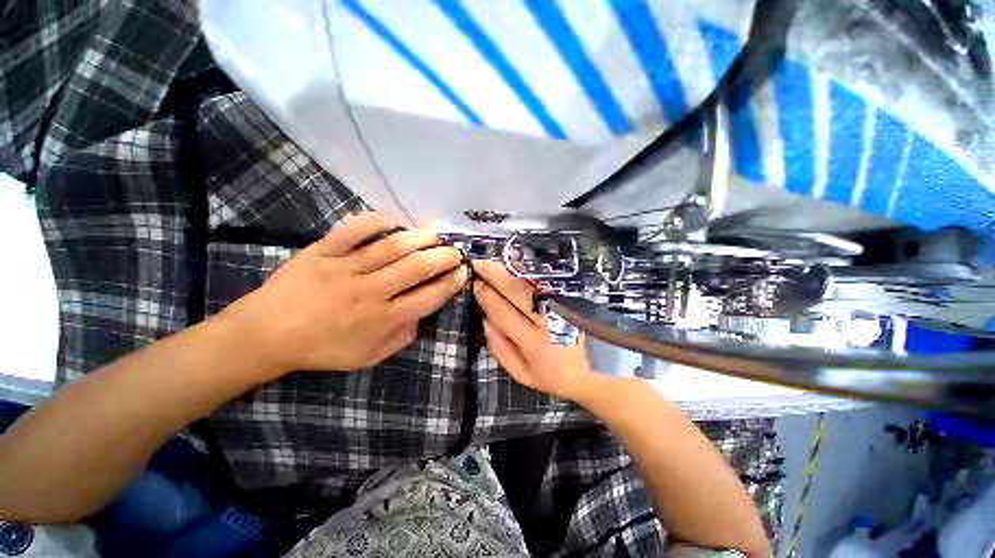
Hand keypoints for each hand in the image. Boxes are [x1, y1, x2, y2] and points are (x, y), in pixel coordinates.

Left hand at [219, 212, 467, 378]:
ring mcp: (345, 269)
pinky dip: (374, 221)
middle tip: (455, 251)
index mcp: (381, 319)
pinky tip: (392, 220)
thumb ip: (400, 338)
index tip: (462, 273)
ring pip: (391, 248)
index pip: (428, 298)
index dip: (450, 284)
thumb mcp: (367, 357)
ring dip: (419, 238)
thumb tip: (420, 317)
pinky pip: (352, 231)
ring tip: (435, 234)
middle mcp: (369, 292)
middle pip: (416, 268)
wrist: (265, 335)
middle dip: (443, 257)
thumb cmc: (320, 349)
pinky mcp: (322, 252)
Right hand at [472, 260, 600, 401]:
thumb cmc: (556, 376)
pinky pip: (551, 280)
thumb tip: (485, 320)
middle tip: (479, 265)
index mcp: (534, 345)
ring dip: (512, 269)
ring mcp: (564, 308)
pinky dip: (533, 270)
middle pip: (517, 292)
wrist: (600, 374)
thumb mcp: (524, 375)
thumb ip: (500, 350)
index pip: (502, 312)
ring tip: (495, 260)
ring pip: (534, 283)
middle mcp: (549, 323)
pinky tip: (519, 264)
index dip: (486, 295)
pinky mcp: (576, 300)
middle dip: (494, 276)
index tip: (476, 283)